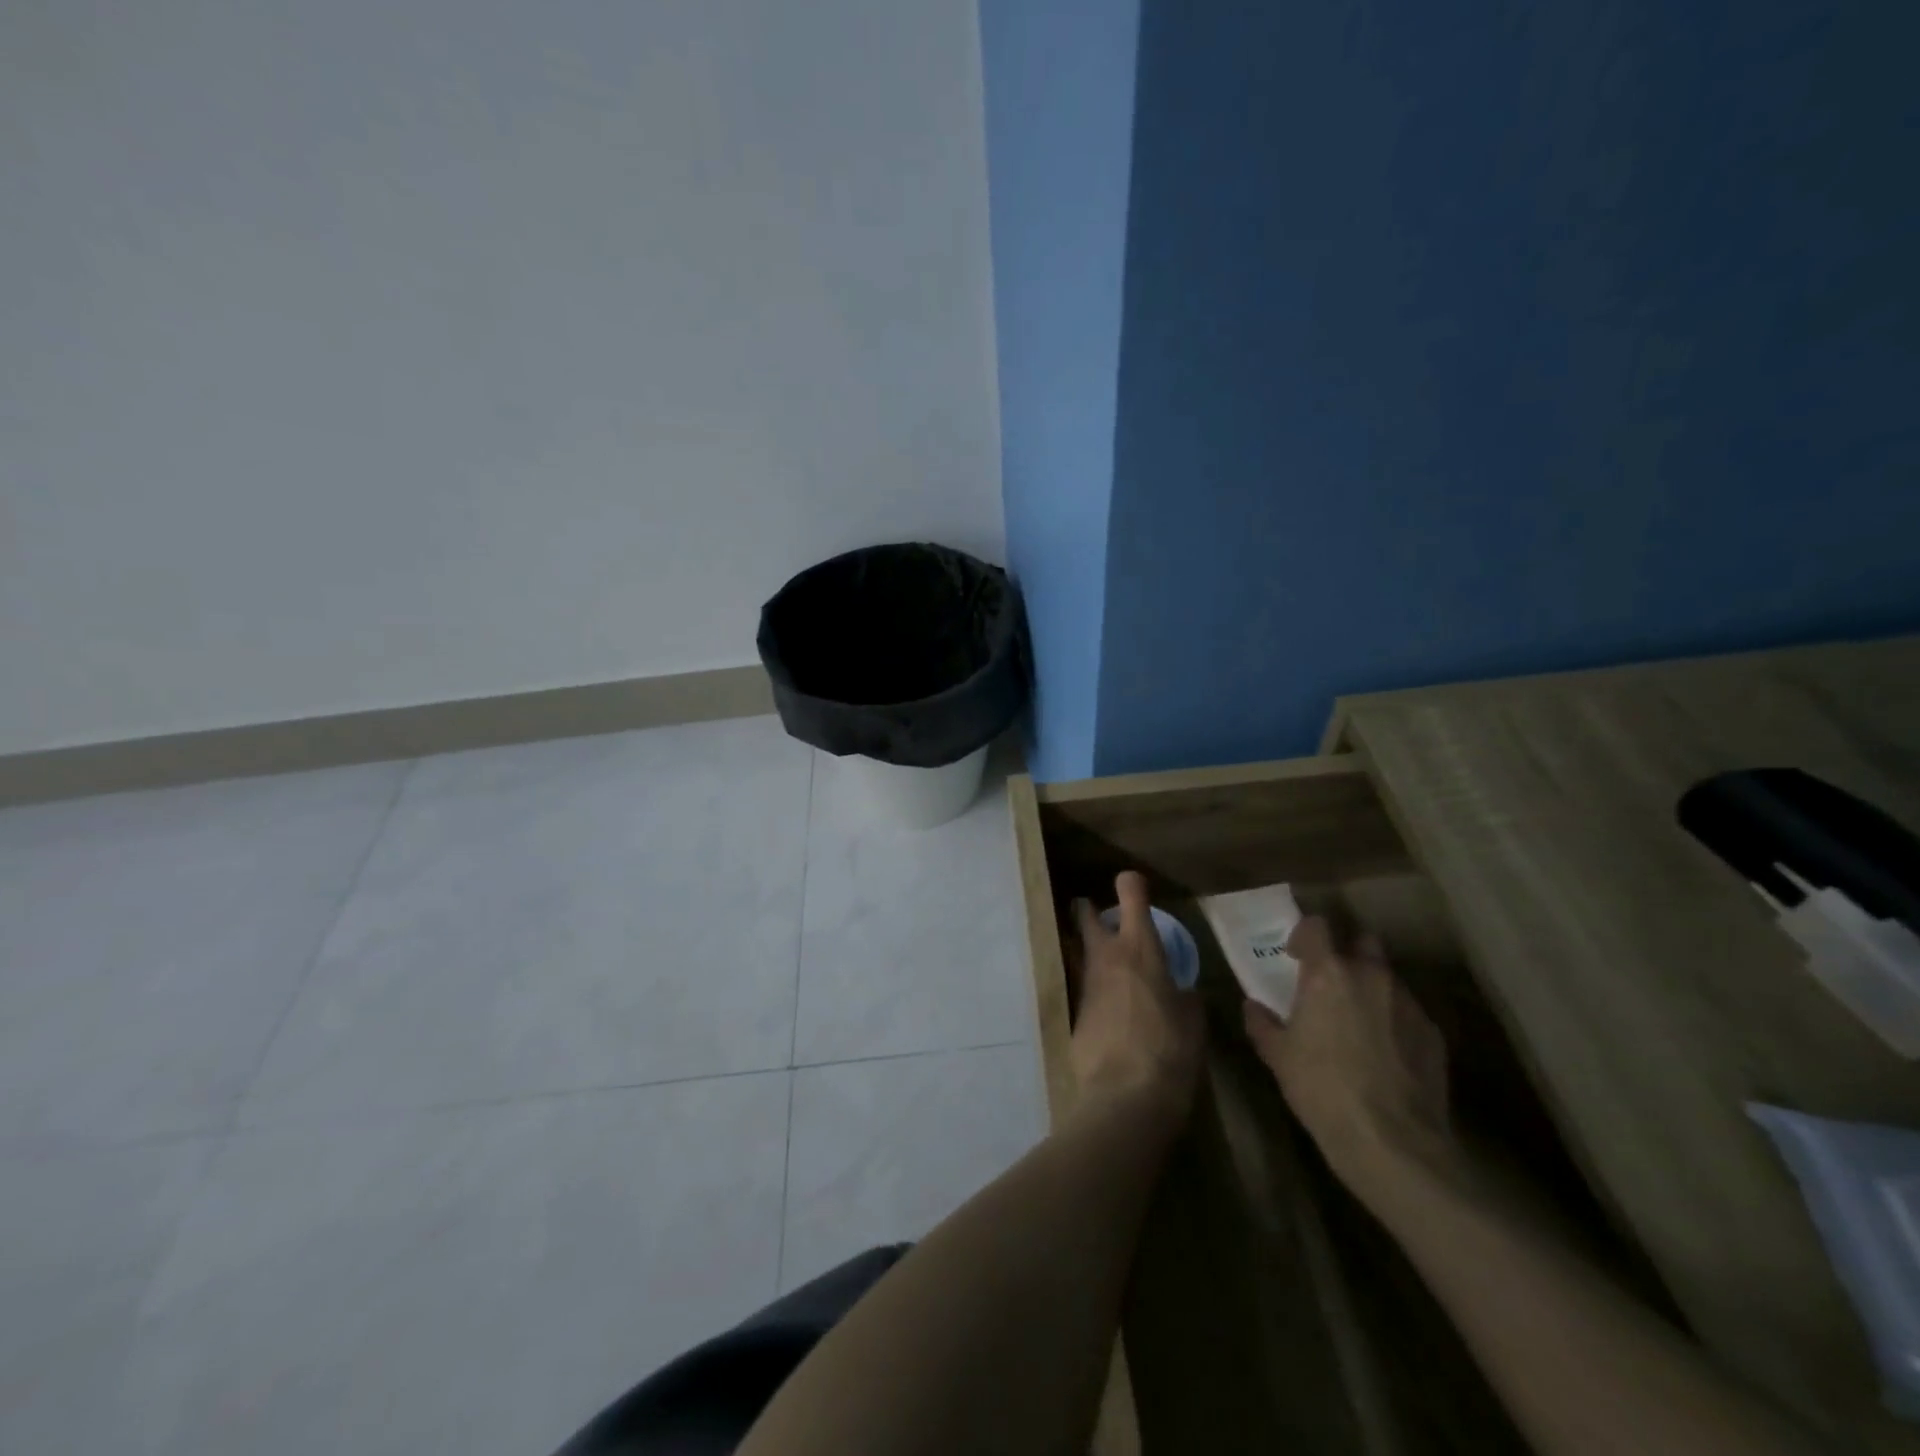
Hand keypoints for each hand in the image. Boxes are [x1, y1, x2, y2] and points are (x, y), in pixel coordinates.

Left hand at [1069, 872, 1204, 1122]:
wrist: (1125, 1096)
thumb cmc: (1171, 1051)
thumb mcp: (1193, 1021)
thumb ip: (1185, 998)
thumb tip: (1180, 993)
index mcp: (1141, 948)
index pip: (1131, 895)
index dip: (1132, 885)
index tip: (1134, 885)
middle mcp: (1108, 956)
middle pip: (1086, 917)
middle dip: (1088, 910)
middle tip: (1096, 913)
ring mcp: (1086, 983)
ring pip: (1080, 951)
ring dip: (1088, 949)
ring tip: (1106, 961)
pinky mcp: (1075, 1011)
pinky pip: (1082, 986)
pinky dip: (1093, 987)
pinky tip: (1105, 1005)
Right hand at [1242, 916, 1452, 1201]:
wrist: (1391, 1142)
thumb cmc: (1321, 1089)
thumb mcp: (1277, 1056)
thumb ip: (1262, 1023)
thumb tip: (1253, 1006)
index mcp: (1328, 973)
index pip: (1317, 926)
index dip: (1304, 935)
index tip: (1296, 956)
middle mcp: (1371, 976)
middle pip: (1362, 942)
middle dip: (1347, 954)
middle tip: (1331, 983)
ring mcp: (1408, 1003)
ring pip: (1388, 979)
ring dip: (1371, 989)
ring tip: (1359, 1022)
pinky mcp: (1433, 1033)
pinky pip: (1408, 1012)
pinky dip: (1394, 1021)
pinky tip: (1385, 1053)